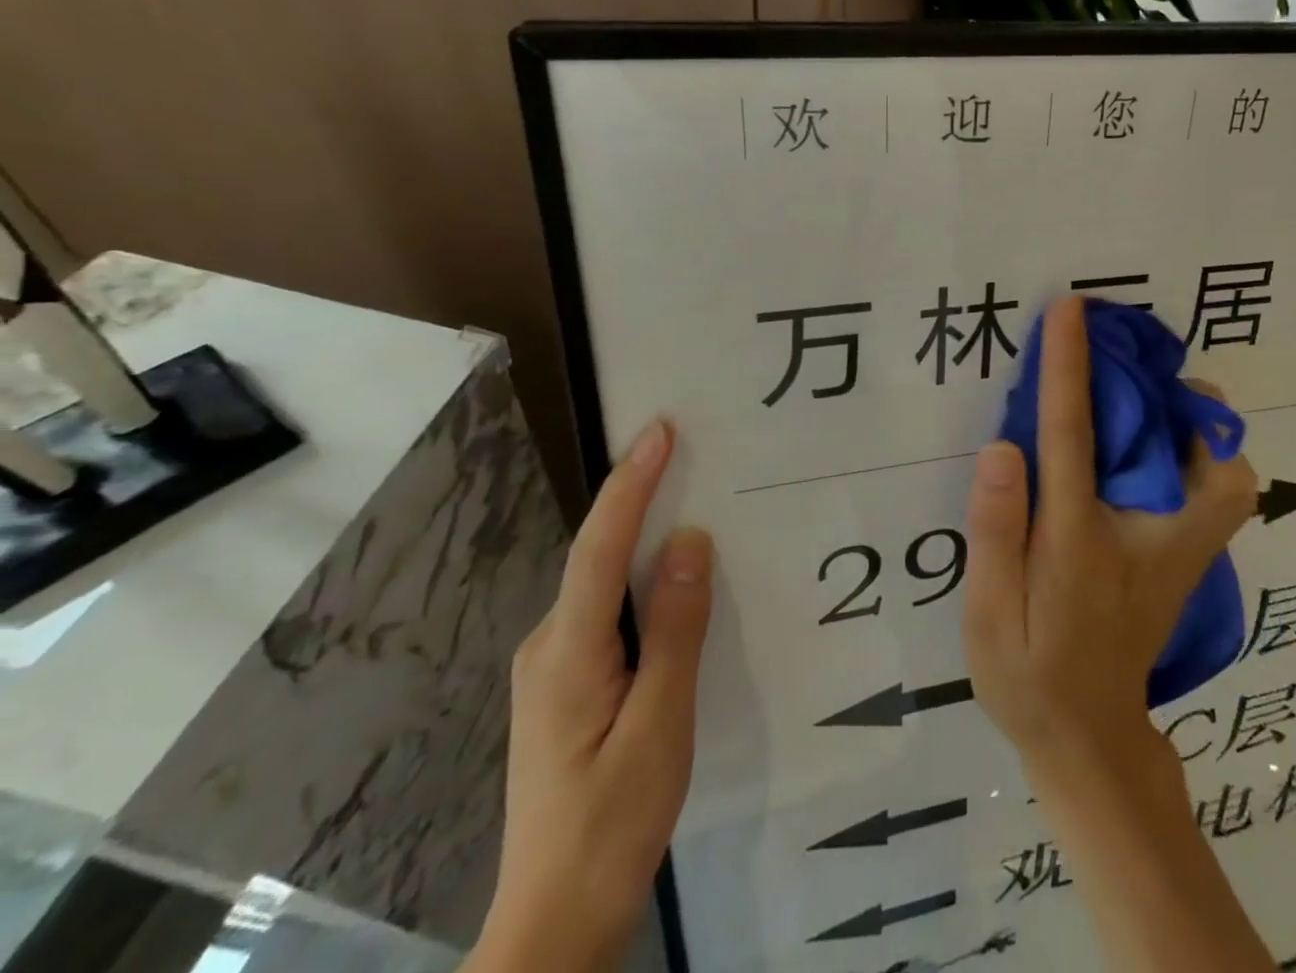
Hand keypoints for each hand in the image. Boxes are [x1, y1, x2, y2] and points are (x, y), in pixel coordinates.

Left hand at [470, 422, 713, 972]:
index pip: (600, 547)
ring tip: (690, 505)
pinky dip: (639, 582)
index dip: (630, 484)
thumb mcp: (661, 725)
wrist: (555, 922)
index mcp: (568, 653)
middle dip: (638, 499)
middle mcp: (549, 647)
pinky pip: (606, 613)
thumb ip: (676, 630)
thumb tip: (690, 540)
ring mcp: (551, 668)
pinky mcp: (565, 686)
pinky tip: (671, 585)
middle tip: (688, 453)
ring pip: (602, 585)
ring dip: (641, 540)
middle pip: (597, 556)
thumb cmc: (613, 824)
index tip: (659, 431)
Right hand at [961, 297, 1256, 780]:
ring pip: (1226, 472)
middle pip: (1187, 448)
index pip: (1074, 434)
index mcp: (1083, 538)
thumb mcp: (987, 613)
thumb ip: (996, 530)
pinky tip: (1162, 448)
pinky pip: (1223, 492)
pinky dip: (1208, 455)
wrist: (1089, 736)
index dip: (1069, 366)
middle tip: (1132, 352)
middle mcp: (1149, 536)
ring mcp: (1182, 551)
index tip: (1071, 309)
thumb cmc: (1029, 672)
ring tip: (1152, 397)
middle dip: (1168, 388)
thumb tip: (1004, 447)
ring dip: (1199, 421)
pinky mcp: (1192, 559)